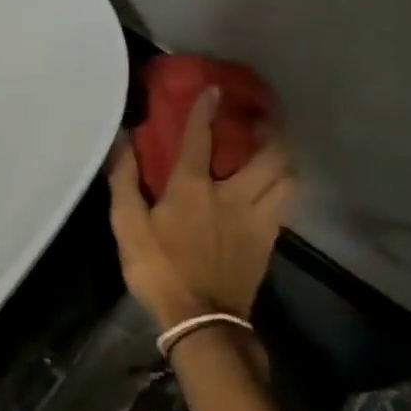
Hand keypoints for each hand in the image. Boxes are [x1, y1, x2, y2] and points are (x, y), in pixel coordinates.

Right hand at [107, 87, 295, 329]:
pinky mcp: (268, 240)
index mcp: (194, 188)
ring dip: (284, 158)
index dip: (206, 109)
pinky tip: (274, 187)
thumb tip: (123, 142)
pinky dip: (283, 187)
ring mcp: (257, 218)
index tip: (215, 89)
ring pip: (287, 178)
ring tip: (276, 151)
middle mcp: (233, 194)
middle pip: (269, 154)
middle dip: (271, 130)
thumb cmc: (159, 270)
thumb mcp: (127, 227)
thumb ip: (125, 181)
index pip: (200, 138)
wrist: (201, 320)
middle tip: (264, 119)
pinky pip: (285, 204)